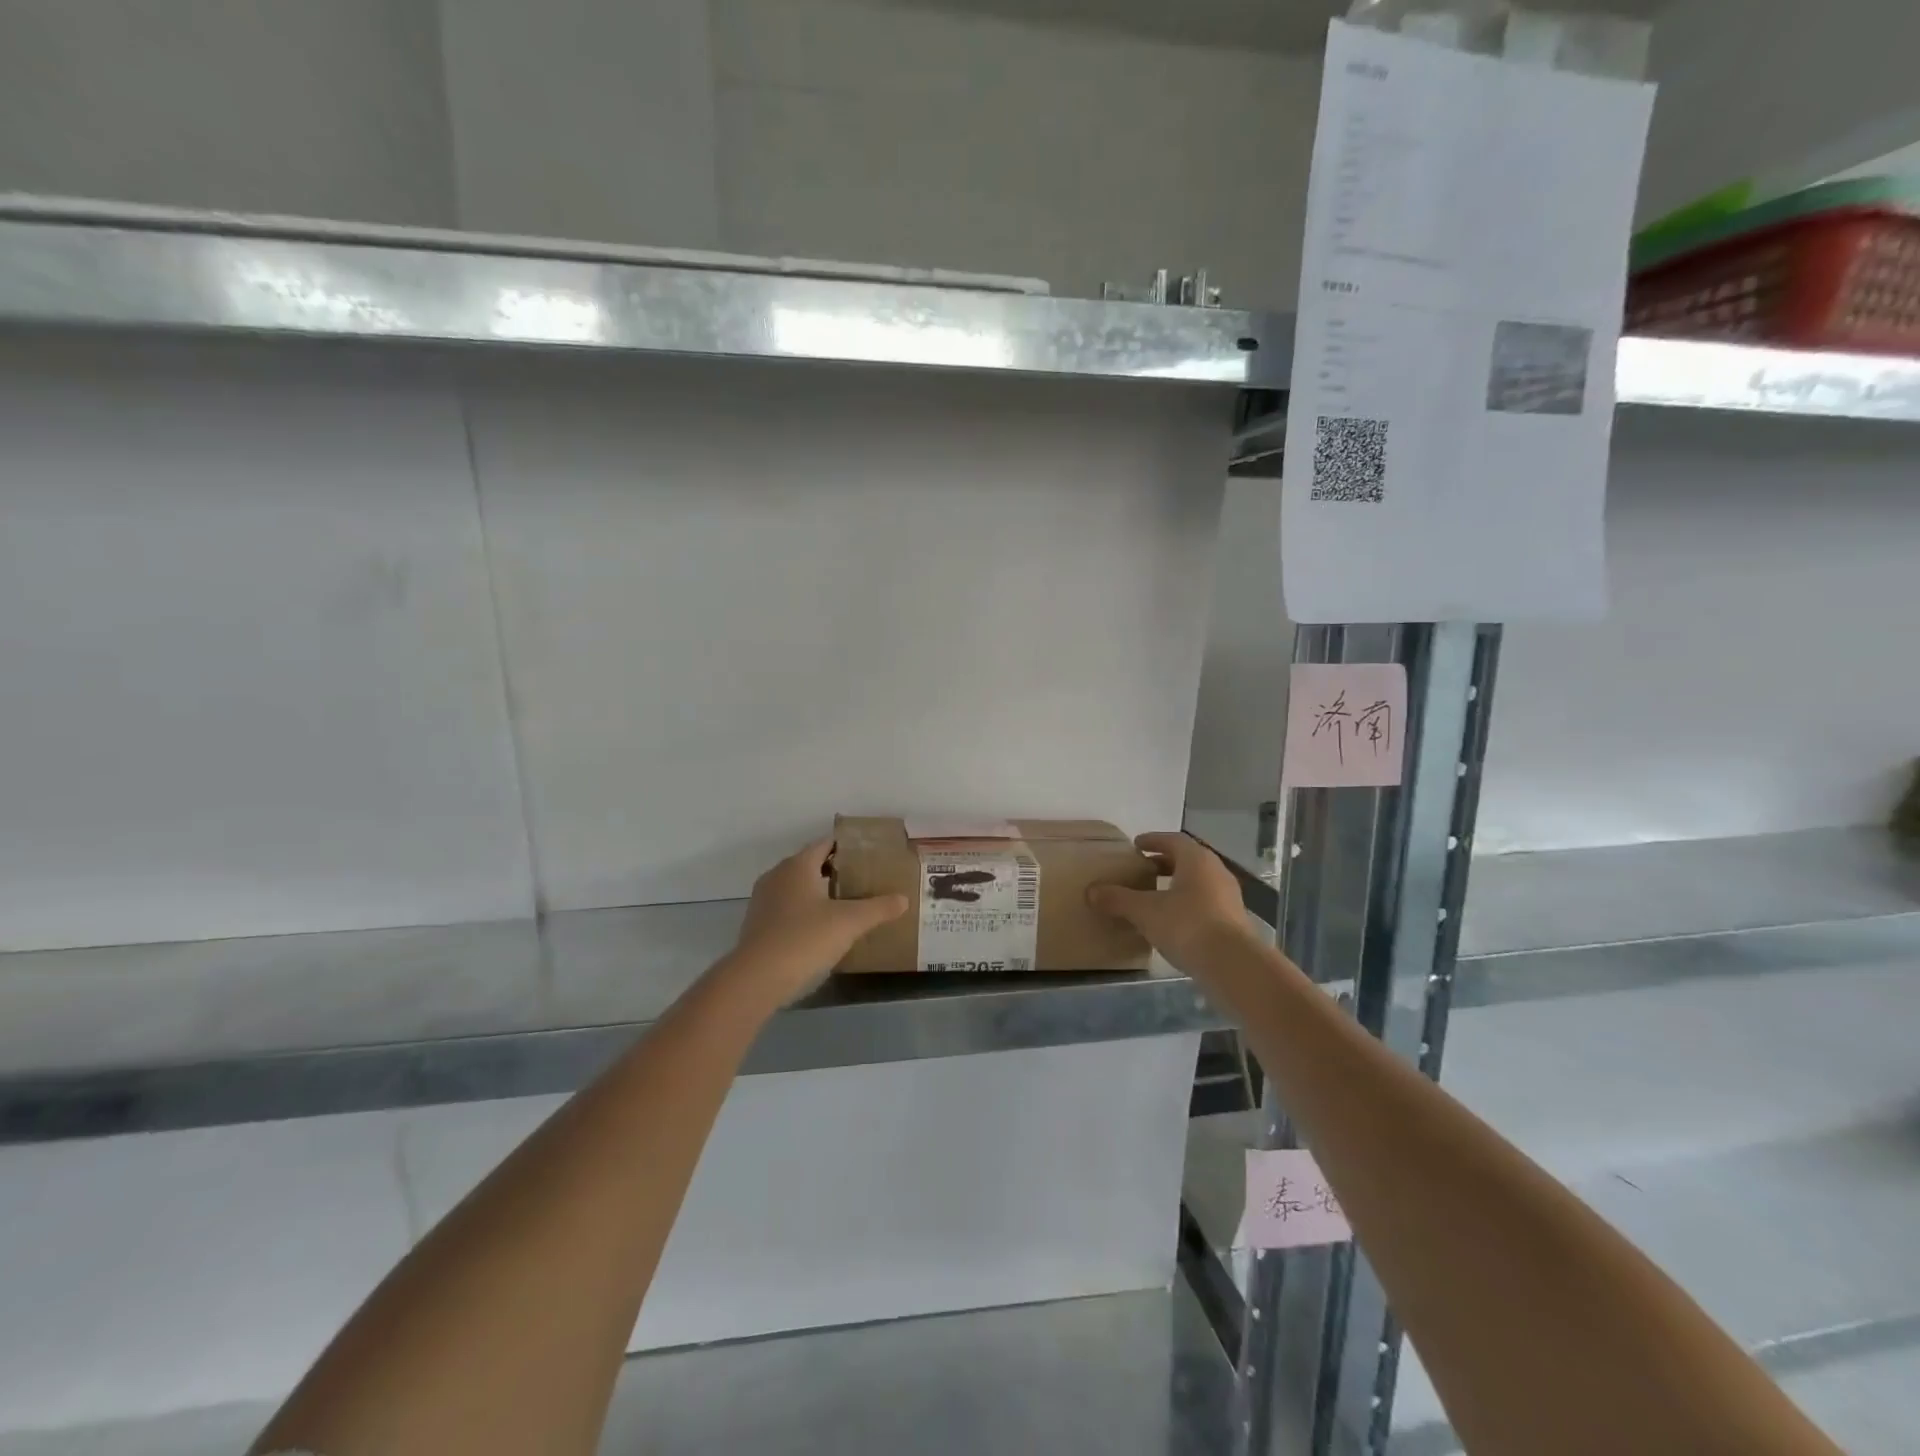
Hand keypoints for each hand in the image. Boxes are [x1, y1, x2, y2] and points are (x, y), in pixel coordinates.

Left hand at [725, 839, 907, 1005]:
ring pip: (796, 888)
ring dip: (818, 893)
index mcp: (798, 866)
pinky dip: (804, 913)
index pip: (825, 845)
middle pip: (810, 865)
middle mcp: (777, 876)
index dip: (847, 848)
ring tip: (846, 905)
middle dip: (835, 871)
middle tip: (863, 881)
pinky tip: (821, 930)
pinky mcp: (757, 925)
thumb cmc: (804, 939)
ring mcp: (763, 901)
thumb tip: (903, 899)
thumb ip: (878, 908)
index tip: (869, 856)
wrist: (756, 979)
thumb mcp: (849, 923)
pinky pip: (786, 909)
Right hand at [1087, 832, 1251, 971]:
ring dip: (1177, 884)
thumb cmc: (1187, 926)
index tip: (1137, 845)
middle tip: (1144, 869)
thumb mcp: (1145, 912)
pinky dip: (1188, 904)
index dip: (1153, 840)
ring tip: (1155, 896)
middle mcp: (1216, 872)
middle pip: (1188, 860)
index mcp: (1196, 860)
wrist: (1233, 965)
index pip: (1173, 840)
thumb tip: (1091, 891)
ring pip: (1199, 882)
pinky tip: (1173, 921)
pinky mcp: (1234, 921)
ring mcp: (1229, 897)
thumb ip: (1118, 900)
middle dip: (1165, 862)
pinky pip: (1206, 903)